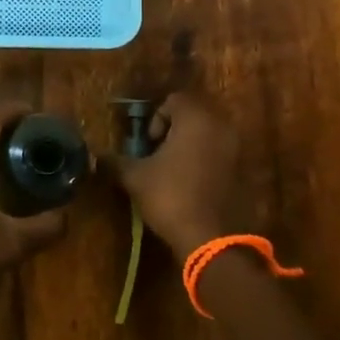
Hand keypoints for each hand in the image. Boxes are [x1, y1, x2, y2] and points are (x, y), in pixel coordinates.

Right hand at [106, 92, 249, 260]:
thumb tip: (95, 155)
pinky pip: (221, 154)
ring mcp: (237, 149)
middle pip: (194, 115)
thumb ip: (115, 161)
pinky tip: (191, 184)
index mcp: (196, 118)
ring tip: (173, 170)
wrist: (211, 240)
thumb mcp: (135, 177)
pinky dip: (206, 161)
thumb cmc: (170, 197)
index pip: (175, 100)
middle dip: (174, 129)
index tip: (148, 143)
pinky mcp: (244, 171)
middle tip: (158, 153)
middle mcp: (221, 126)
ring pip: (209, 134)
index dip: (156, 118)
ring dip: (190, 145)